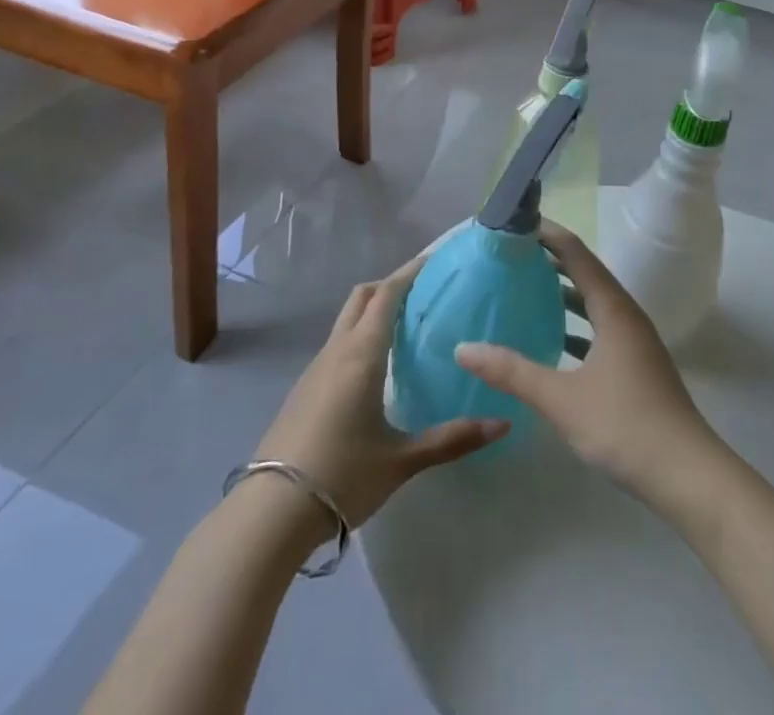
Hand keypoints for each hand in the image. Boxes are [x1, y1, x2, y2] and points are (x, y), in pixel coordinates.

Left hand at [253, 257, 507, 529]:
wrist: (271, 512)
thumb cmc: (342, 476)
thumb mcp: (402, 460)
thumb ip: (452, 439)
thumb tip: (502, 423)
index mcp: (362, 353)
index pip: (387, 295)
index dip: (410, 272)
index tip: (434, 260)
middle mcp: (337, 350)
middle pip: (362, 297)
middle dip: (390, 285)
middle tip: (423, 291)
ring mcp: (315, 368)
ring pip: (346, 320)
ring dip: (372, 310)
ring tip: (405, 325)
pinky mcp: (304, 389)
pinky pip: (337, 344)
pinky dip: (359, 335)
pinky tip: (375, 366)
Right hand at [455, 224, 722, 506]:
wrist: (687, 475)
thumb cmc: (624, 425)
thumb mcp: (561, 399)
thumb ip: (512, 372)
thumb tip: (463, 348)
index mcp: (613, 309)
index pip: (577, 254)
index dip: (548, 235)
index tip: (517, 223)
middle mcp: (627, 316)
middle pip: (587, 274)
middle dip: (552, 261)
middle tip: (513, 255)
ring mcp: (635, 342)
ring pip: (594, 304)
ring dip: (564, 294)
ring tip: (527, 290)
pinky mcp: (637, 366)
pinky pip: (601, 330)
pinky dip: (576, 326)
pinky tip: (553, 343)